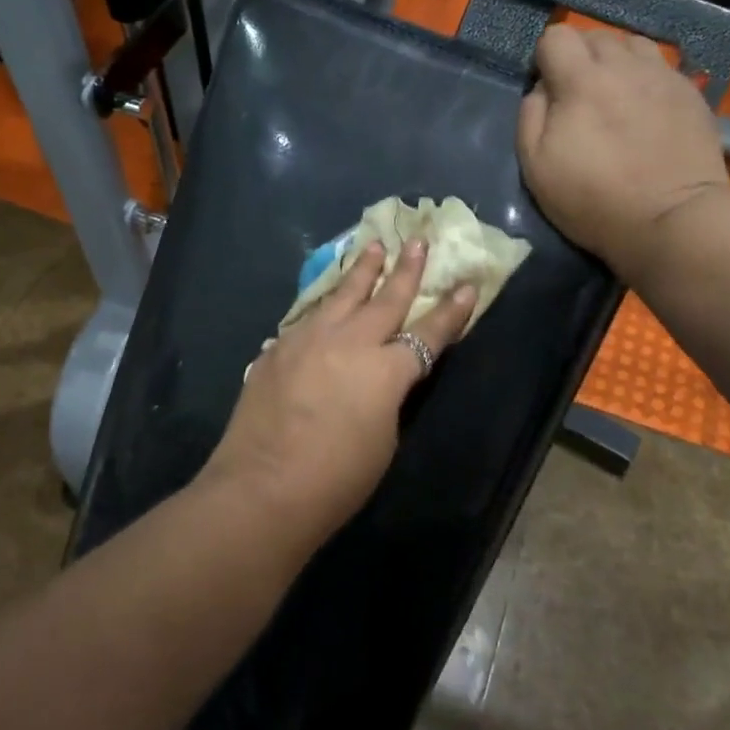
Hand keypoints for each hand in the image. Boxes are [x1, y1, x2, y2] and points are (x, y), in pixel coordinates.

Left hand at [201, 239, 476, 551]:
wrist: (263, 489)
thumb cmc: (336, 480)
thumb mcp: (383, 440)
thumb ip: (387, 397)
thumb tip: (380, 377)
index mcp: (386, 370)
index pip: (428, 333)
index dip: (451, 311)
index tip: (467, 285)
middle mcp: (350, 342)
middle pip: (385, 298)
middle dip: (406, 269)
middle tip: (417, 241)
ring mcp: (309, 339)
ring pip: (342, 295)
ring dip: (361, 271)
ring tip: (373, 247)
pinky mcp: (278, 349)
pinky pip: (308, 318)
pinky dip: (324, 305)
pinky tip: (325, 302)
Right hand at [517, 24, 729, 280]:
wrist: (672, 220)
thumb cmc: (594, 199)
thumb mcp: (536, 166)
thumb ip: (530, 115)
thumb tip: (541, 87)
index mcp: (582, 80)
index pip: (556, 35)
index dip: (545, 58)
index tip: (547, 89)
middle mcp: (625, 66)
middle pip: (595, 36)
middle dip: (580, 57)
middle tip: (579, 96)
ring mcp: (663, 76)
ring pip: (632, 45)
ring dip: (616, 61)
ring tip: (614, 95)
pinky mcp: (691, 93)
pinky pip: (661, 67)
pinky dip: (645, 79)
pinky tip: (645, 110)